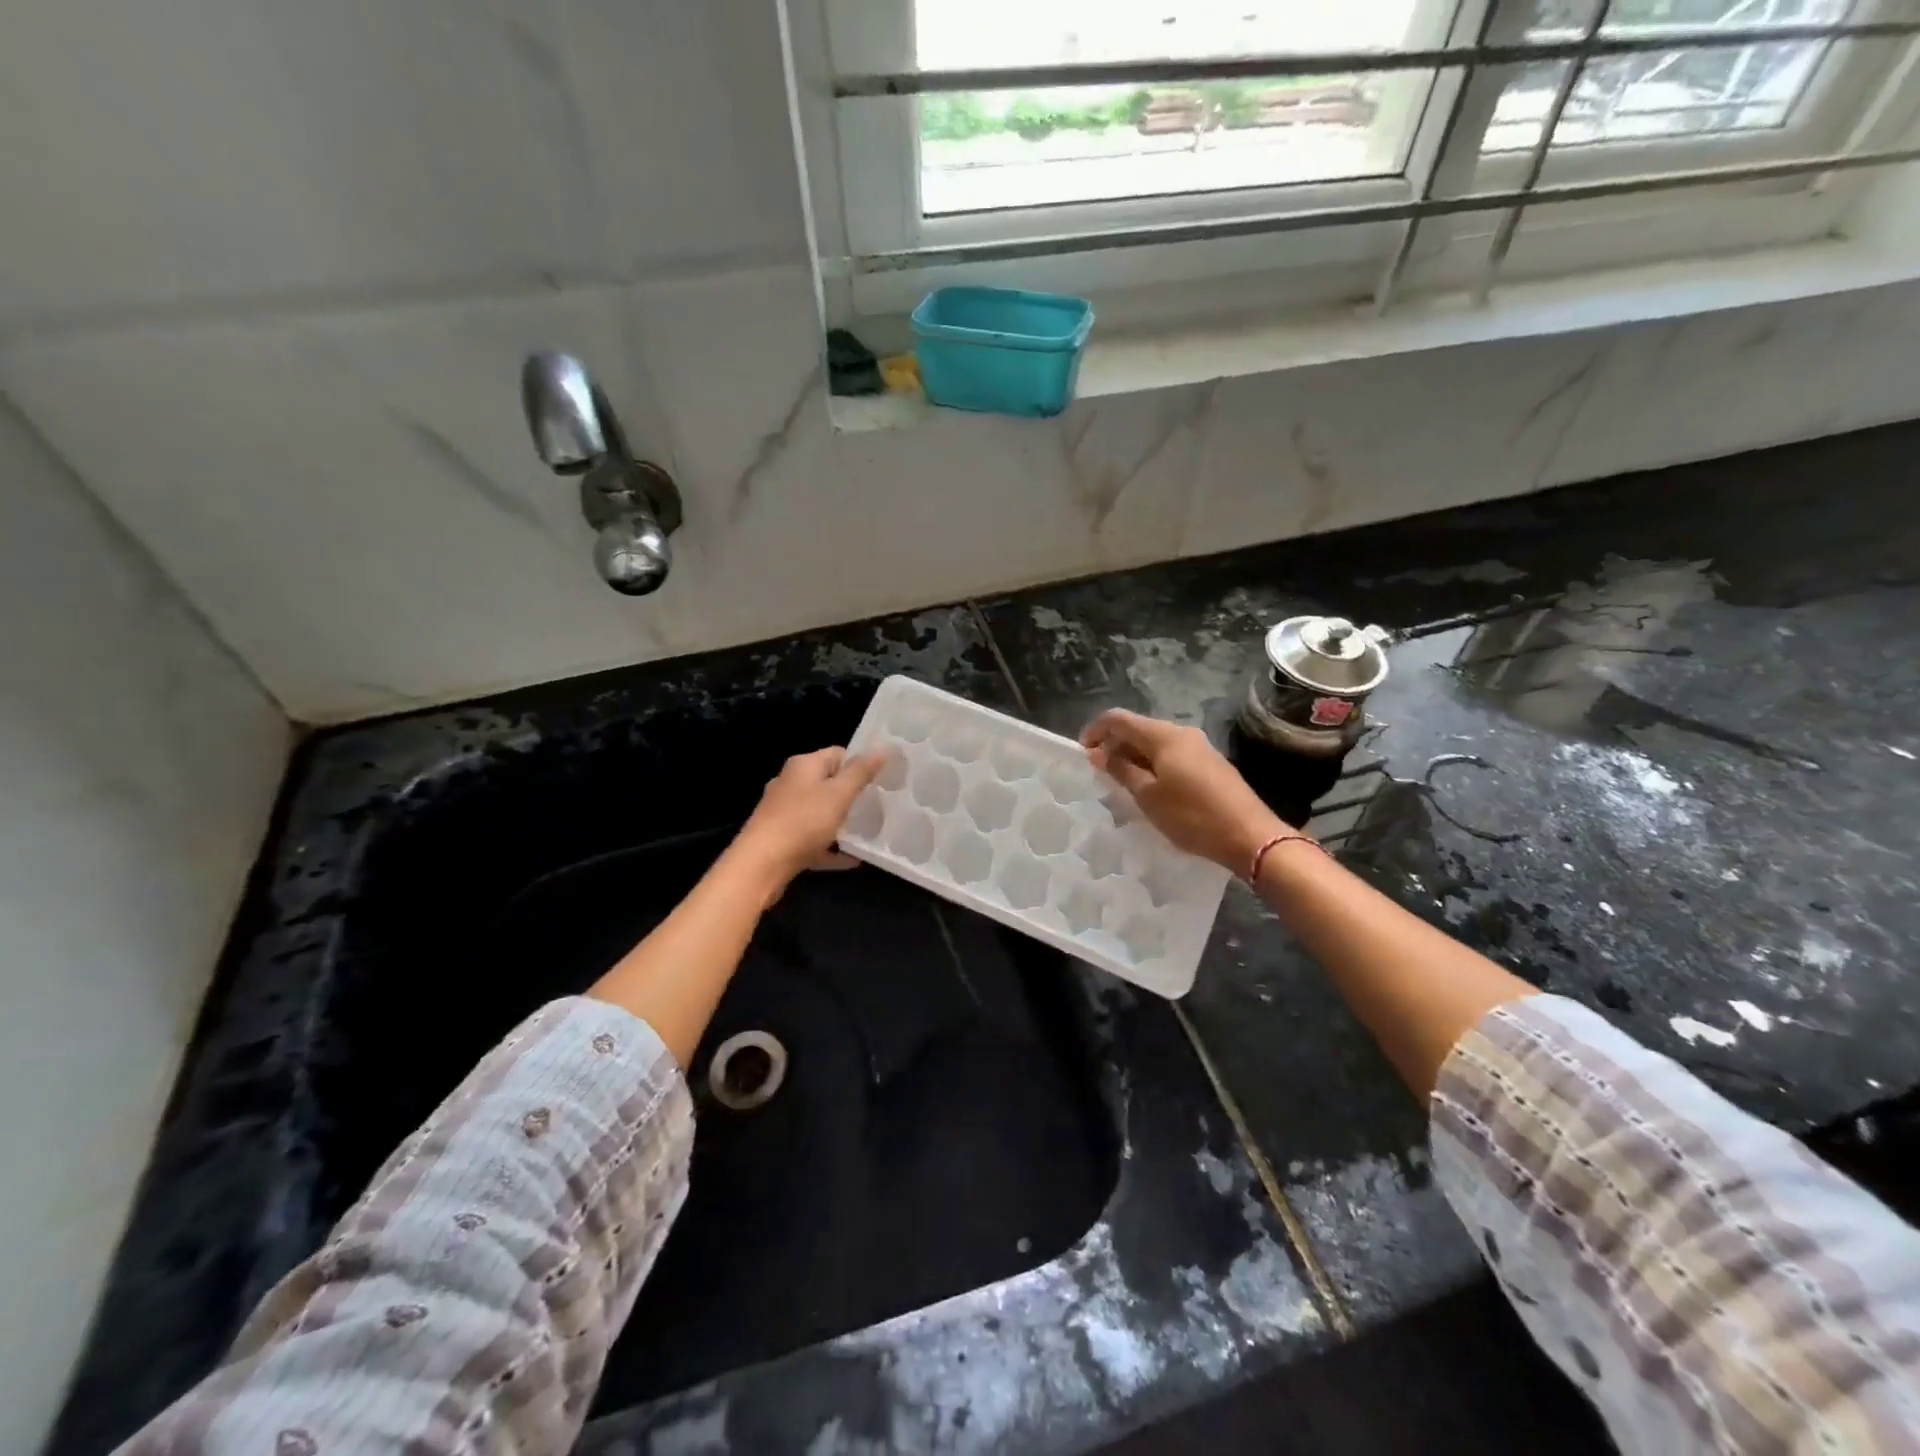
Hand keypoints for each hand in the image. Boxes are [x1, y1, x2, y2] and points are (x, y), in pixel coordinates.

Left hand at [732, 746, 888, 895]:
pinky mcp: (782, 839)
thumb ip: (861, 772)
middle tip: (877, 807)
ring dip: (841, 822)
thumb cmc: (803, 822)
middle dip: (852, 795)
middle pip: (828, 783)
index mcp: (803, 766)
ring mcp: (784, 812)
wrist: (761, 865)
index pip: (838, 754)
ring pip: (820, 812)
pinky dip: (831, 846)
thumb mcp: (839, 794)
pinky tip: (851, 859)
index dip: (859, 764)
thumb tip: (882, 749)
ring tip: (867, 832)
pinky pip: (813, 839)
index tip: (881, 781)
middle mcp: (790, 783)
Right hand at [1081, 710, 1288, 873]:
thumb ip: (1121, 770)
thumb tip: (1099, 752)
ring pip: (1155, 742)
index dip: (1096, 730)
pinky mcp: (1210, 764)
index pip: (1119, 719)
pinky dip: (1153, 764)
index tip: (1082, 753)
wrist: (1250, 836)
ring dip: (1134, 756)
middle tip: (1100, 773)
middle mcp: (1182, 733)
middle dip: (1114, 745)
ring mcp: (1199, 747)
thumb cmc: (1192, 816)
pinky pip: (1171, 755)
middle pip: (1139, 728)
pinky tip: (1151, 789)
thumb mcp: (1148, 796)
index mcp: (1164, 735)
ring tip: (1122, 784)